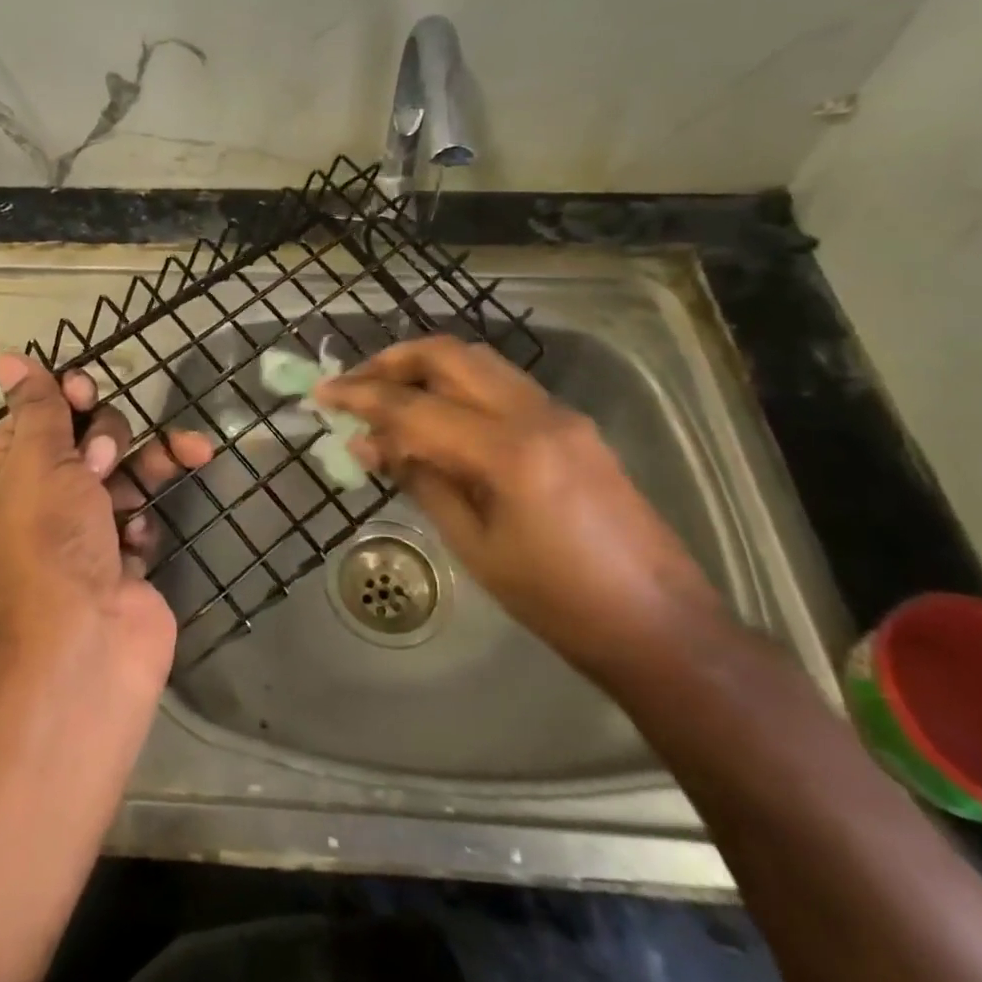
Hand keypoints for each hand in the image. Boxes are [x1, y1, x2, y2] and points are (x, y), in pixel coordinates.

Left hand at [0, 353, 211, 695]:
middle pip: (89, 436)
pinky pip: (143, 514)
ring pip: (127, 470)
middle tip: (102, 461)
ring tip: (184, 454)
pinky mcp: (125, 556)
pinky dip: (148, 516)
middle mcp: (47, 496)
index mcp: (11, 472)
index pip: (39, 413)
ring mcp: (89, 528)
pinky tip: (143, 534)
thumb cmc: (50, 543)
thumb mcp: (39, 462)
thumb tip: (5, 357)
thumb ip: (37, 407)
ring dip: (154, 458)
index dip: (66, 396)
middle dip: (108, 435)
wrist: (85, 648)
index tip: (85, 390)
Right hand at [314, 336, 719, 677]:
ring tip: (387, 394)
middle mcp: (537, 413)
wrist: (659, 625)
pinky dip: (459, 386)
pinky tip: (436, 415)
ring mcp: (560, 413)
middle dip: (392, 361)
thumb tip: (368, 445)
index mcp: (509, 450)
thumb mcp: (474, 546)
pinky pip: (502, 385)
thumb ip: (420, 481)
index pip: (416, 407)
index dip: (361, 397)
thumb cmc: (557, 602)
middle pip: (450, 355)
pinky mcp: (572, 424)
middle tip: (352, 384)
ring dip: (426, 367)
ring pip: (478, 361)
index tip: (322, 393)